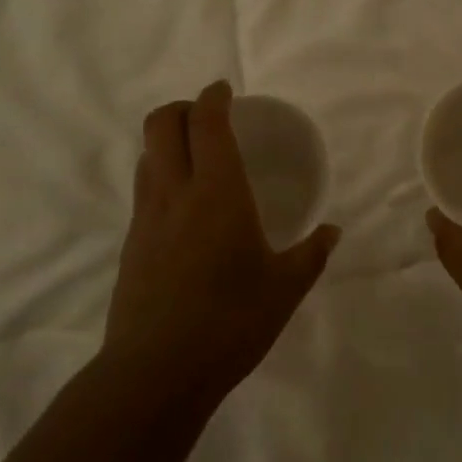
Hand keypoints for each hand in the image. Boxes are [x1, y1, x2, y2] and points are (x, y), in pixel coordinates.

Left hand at [106, 80, 340, 402]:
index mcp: (217, 192)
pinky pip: (142, 189)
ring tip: (194, 157)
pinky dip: (159, 175)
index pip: (206, 123)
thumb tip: (332, 232)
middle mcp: (175, 193)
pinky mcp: (130, 243)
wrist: (156, 371)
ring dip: (166, 140)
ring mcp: (145, 217)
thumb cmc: (230, 322)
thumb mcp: (284, 289)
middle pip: (160, 123)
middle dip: (181, 107)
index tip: (223, 90)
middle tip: (207, 117)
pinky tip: (182, 207)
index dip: (212, 97)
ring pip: (146, 155)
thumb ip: (311, 254)